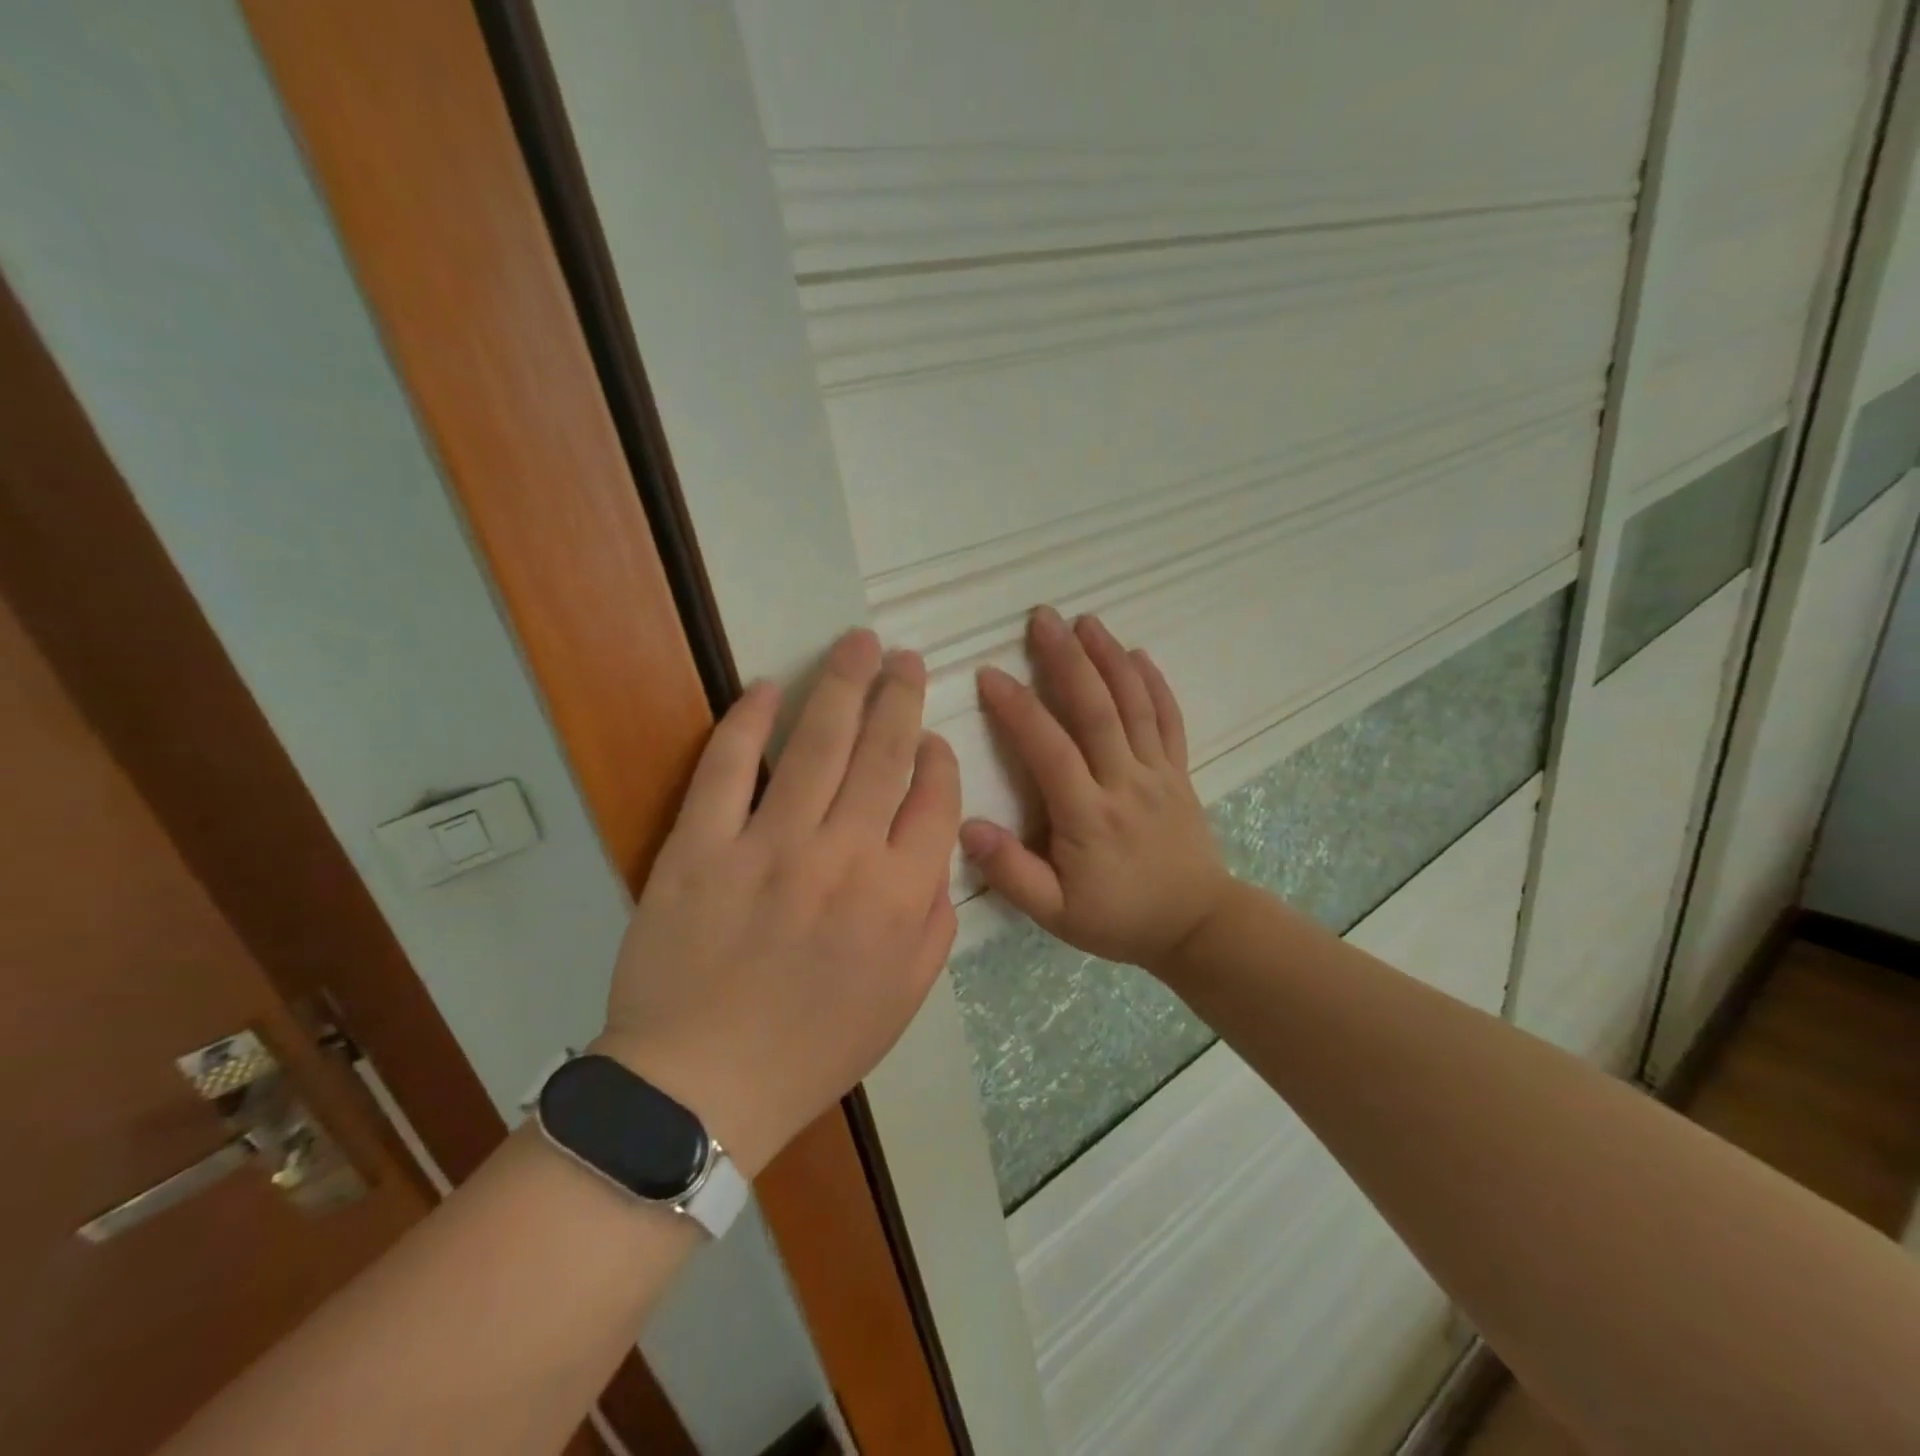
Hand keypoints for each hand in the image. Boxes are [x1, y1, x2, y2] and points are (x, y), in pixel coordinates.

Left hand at [594, 628, 960, 1175]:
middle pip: (883, 753)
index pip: (934, 800)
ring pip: (816, 744)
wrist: (702, 1087)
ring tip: (858, 643)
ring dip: (842, 685)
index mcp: (898, 896)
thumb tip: (938, 857)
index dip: (937, 759)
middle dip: (900, 697)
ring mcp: (768, 844)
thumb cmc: (814, 1048)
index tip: (931, 737)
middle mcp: (843, 855)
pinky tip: (766, 688)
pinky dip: (746, 722)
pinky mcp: (699, 845)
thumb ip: (935, 923)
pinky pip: (726, 768)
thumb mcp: (904, 1000)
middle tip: (905, 657)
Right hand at [961, 606, 1233, 975]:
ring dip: (1110, 657)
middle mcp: (1125, 782)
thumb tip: (966, 826)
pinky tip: (1139, 654)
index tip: (990, 674)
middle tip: (1042, 617)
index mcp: (1089, 815)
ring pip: (1134, 704)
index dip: (1018, 709)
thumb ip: (1012, 873)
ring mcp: (1158, 772)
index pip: (1049, 749)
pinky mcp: (1180, 772)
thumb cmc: (1120, 918)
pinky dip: (1155, 683)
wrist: (1197, 926)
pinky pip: (1169, 719)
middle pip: (1096, 709)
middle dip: (1067, 659)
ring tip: (1086, 620)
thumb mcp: (1056, 914)